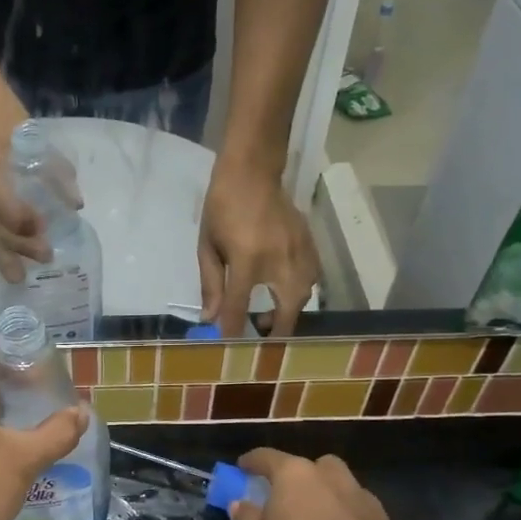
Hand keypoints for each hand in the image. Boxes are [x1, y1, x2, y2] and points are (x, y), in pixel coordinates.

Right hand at [0, 76, 57, 281]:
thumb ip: (54, 170)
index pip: (0, 203)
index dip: (22, 220)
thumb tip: (75, 205)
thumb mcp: (31, 134)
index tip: (44, 229)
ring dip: (0, 253)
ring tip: (17, 276)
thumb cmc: (2, 109)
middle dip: (16, 245)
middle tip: (44, 258)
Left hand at [198, 157, 317, 336]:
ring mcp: (301, 253)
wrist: (253, 172)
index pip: (239, 307)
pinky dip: (299, 292)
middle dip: (275, 330)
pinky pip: (312, 279)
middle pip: (287, 310)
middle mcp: (280, 261)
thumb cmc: (222, 207)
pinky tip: (283, 291)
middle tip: (258, 334)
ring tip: (269, 314)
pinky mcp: (312, 245)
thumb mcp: (208, 246)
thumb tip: (210, 318)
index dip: (233, 331)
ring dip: (289, 312)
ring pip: (304, 297)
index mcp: (248, 260)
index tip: (229, 348)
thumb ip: (211, 283)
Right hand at [230, 449, 407, 519]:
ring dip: (330, 499)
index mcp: (294, 473)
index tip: (242, 468)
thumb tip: (239, 504)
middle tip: (290, 499)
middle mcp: (329, 475)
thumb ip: (247, 519)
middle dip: (301, 478)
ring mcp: (361, 496)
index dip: (252, 461)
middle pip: (312, 467)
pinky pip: (361, 516)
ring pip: (341, 488)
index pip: (266, 457)